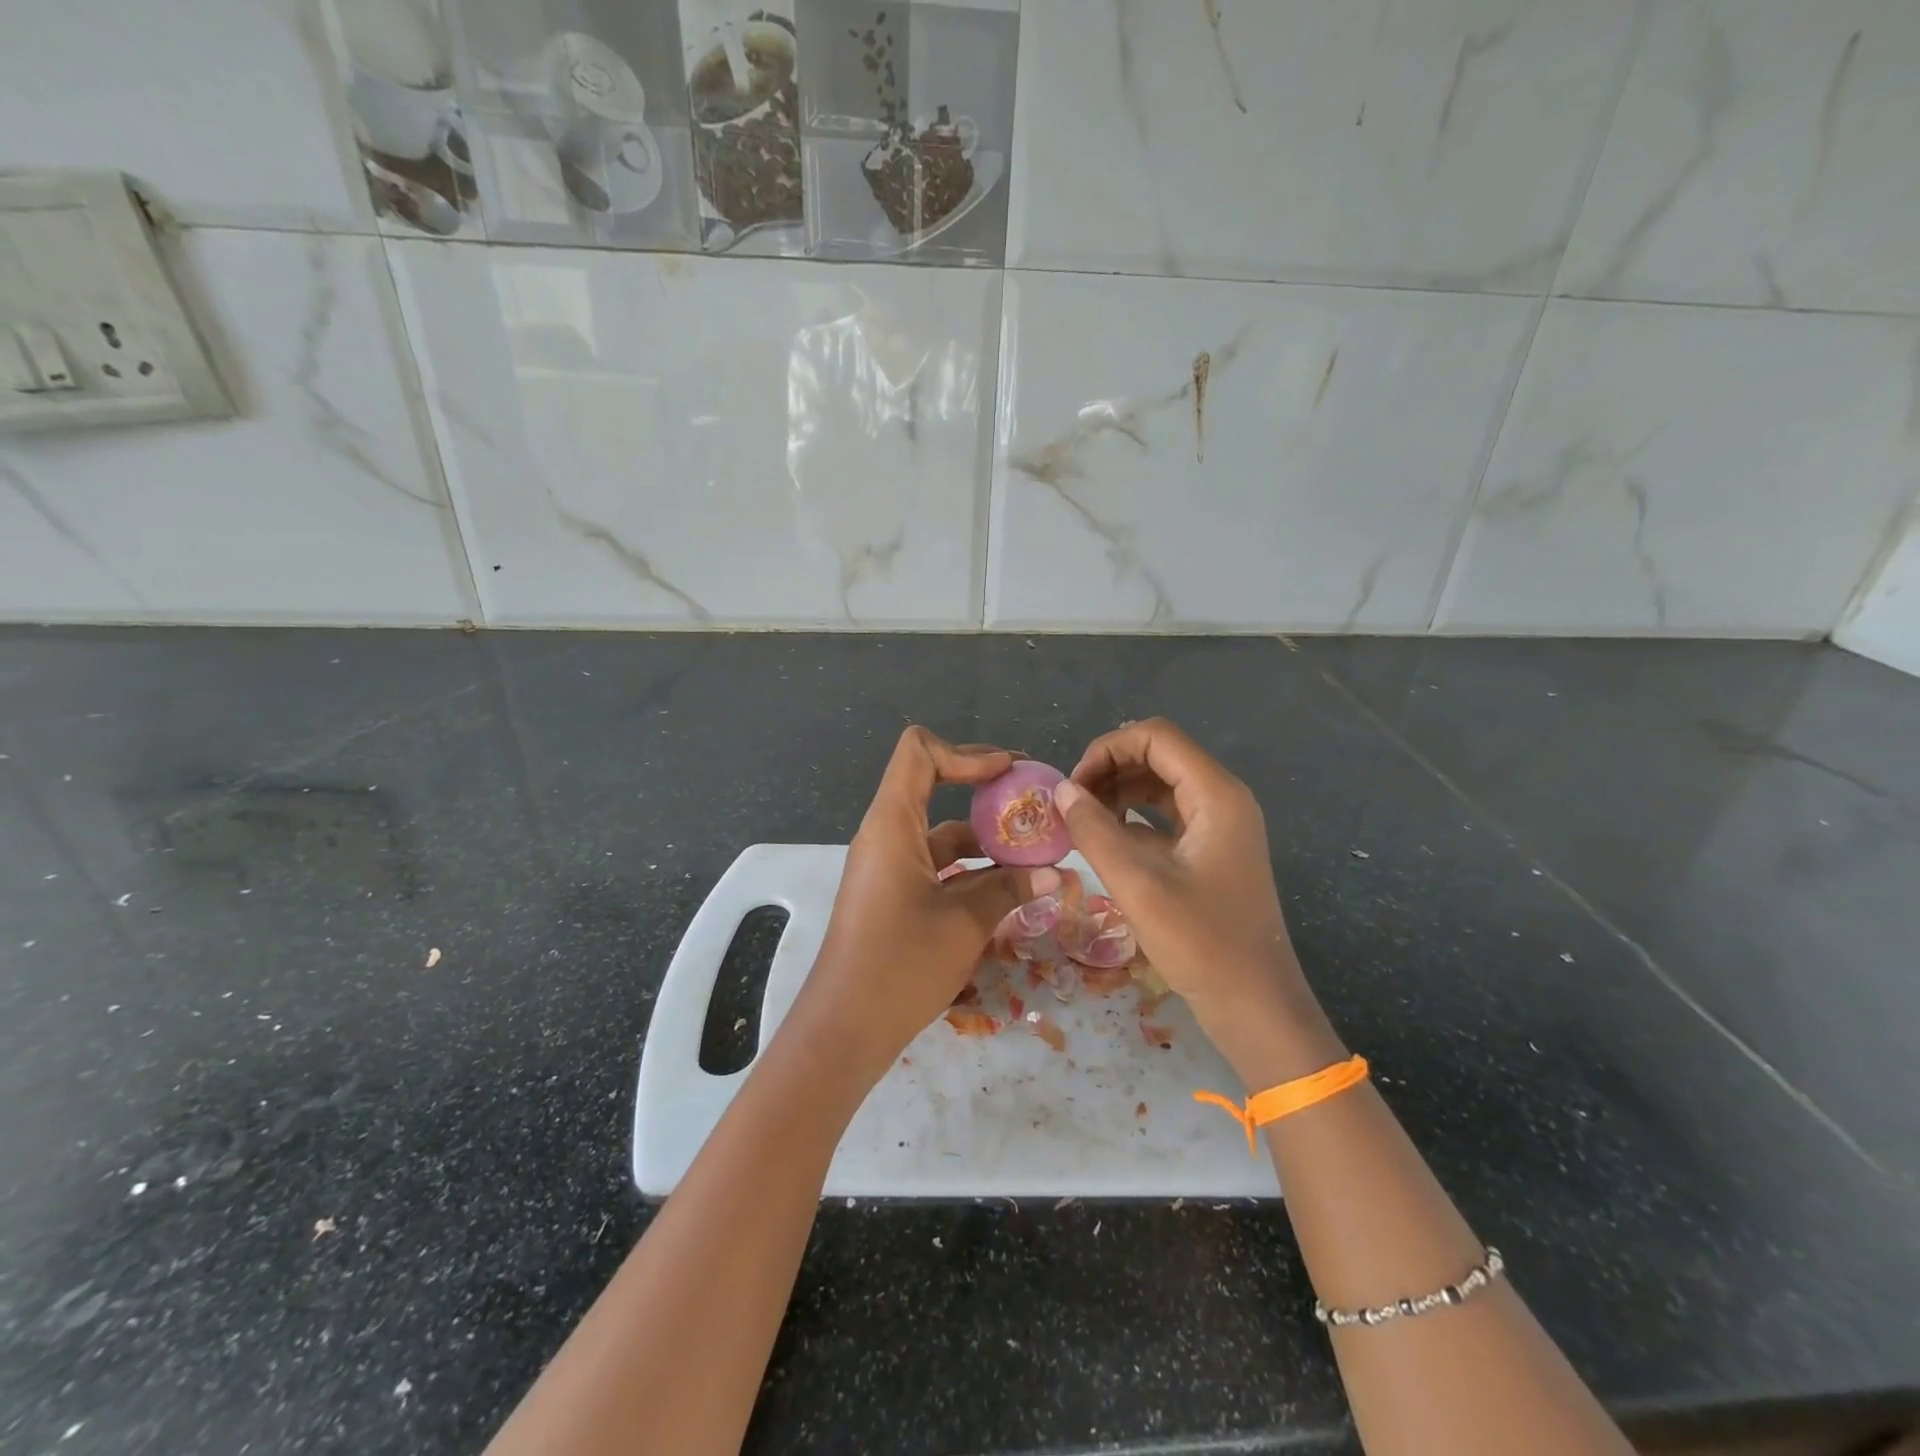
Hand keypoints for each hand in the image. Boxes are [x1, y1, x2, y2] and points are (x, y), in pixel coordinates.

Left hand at [783, 727, 1059, 1082]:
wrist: (844, 1030)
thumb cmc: (900, 965)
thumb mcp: (965, 922)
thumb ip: (1010, 889)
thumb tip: (1056, 873)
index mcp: (892, 824)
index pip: (920, 753)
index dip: (967, 753)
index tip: (1010, 774)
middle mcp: (887, 835)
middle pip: (934, 786)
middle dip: (987, 791)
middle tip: (1036, 804)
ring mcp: (890, 867)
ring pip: (942, 832)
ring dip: (986, 837)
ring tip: (1038, 852)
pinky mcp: (895, 895)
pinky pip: (937, 865)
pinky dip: (972, 868)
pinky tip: (1012, 888)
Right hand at [1054, 719, 1341, 1082]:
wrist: (1257, 1008)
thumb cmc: (1202, 944)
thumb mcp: (1138, 885)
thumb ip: (1094, 831)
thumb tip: (1060, 790)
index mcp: (1216, 795)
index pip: (1156, 737)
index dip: (1107, 749)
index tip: (1073, 786)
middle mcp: (1222, 799)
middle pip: (1158, 756)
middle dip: (1109, 770)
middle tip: (1071, 805)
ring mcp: (1219, 827)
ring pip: (1160, 786)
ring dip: (1118, 793)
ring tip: (1081, 822)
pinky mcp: (1211, 852)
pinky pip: (1166, 818)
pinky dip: (1133, 820)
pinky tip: (1104, 844)